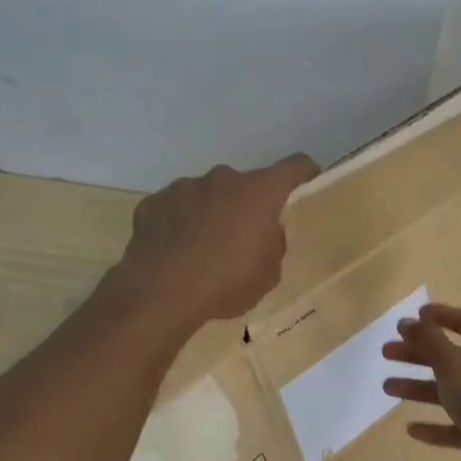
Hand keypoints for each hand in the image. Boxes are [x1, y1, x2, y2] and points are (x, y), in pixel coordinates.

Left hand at [114, 154, 319, 325]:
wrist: (160, 293)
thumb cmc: (225, 283)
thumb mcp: (268, 275)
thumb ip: (273, 246)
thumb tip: (266, 233)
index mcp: (259, 192)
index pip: (293, 167)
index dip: (304, 172)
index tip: (307, 179)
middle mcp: (223, 179)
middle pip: (244, 185)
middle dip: (246, 206)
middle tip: (241, 238)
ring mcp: (184, 187)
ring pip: (206, 195)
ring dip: (210, 213)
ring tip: (202, 249)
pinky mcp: (153, 203)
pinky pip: (175, 209)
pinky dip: (178, 223)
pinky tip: (173, 252)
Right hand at [381, 304, 460, 460]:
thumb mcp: (453, 363)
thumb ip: (429, 341)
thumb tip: (409, 321)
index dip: (439, 317)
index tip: (413, 317)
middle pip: (450, 356)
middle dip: (418, 353)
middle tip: (387, 353)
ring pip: (450, 391)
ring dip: (419, 388)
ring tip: (387, 387)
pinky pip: (457, 427)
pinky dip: (435, 427)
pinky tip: (411, 429)